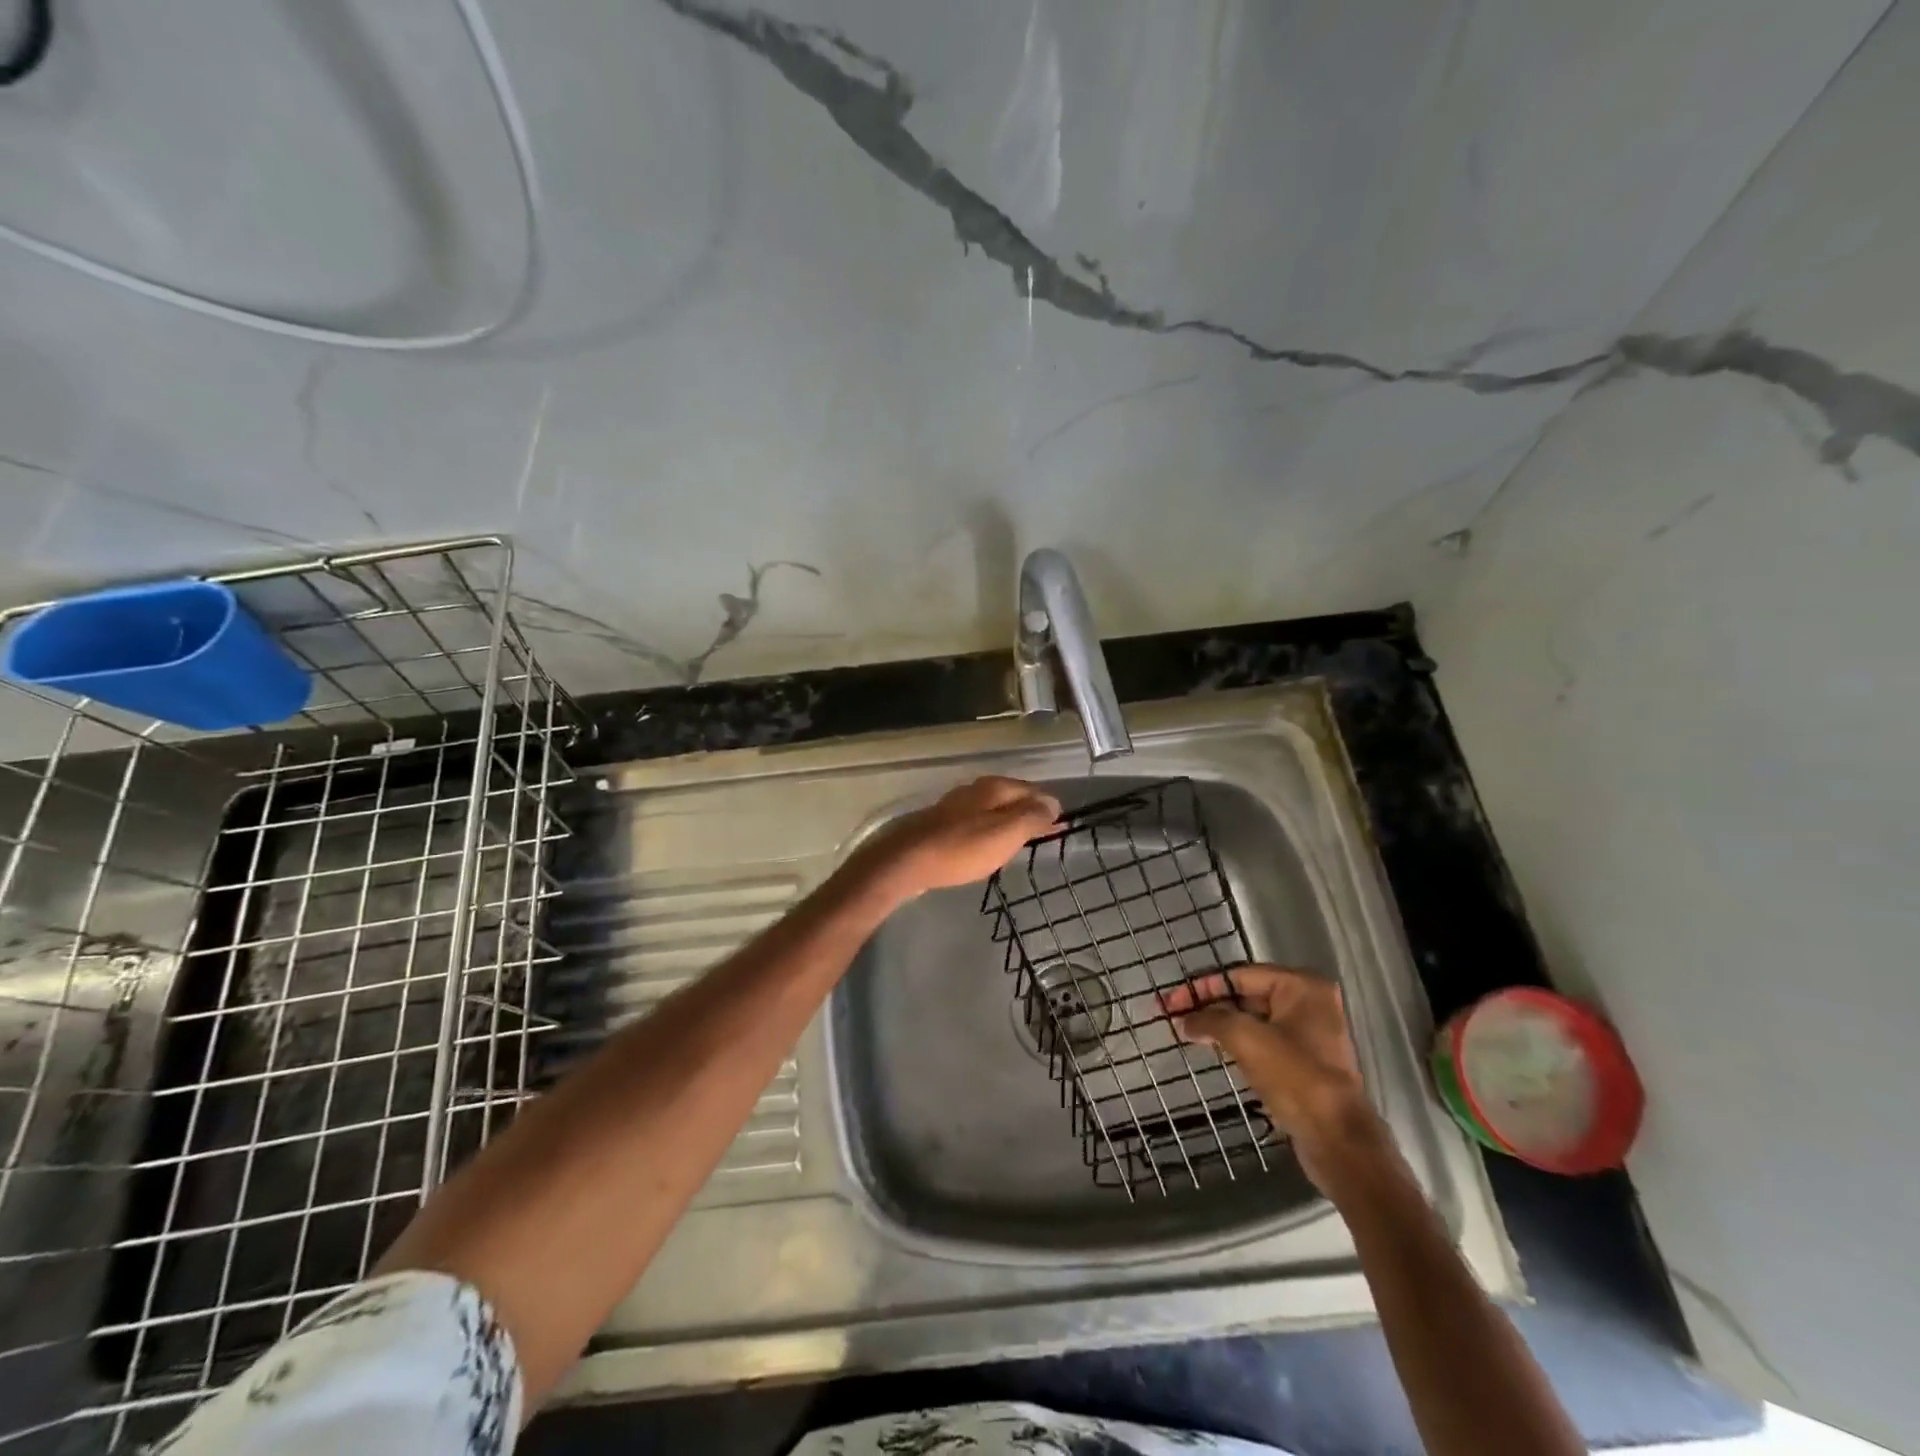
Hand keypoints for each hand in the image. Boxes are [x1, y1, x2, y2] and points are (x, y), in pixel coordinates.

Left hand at [859, 776, 1061, 898]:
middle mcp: (974, 790)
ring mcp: (954, 806)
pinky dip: (986, 832)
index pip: (1031, 790)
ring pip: (990, 810)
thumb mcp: (1005, 834)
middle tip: (1043, 834)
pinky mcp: (939, 825)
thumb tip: (1053, 802)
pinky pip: (973, 823)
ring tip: (1018, 841)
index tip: (1060, 826)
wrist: (906, 862)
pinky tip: (985, 846)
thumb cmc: (961, 849)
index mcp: (994, 788)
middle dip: (1027, 812)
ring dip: (1006, 822)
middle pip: (1010, 797)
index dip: (1047, 807)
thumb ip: (1031, 817)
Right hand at [1161, 965, 1386, 1190]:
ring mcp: (1310, 1034)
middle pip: (1246, 995)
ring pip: (1253, 1020)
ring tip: (1187, 1032)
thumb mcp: (1246, 1038)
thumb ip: (1210, 1020)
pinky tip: (1214, 1050)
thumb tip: (1184, 1020)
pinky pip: (1263, 1041)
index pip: (1239, 975)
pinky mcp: (1305, 1062)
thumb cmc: (1295, 1077)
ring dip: (1220, 1025)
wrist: (1337, 1140)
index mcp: (1302, 986)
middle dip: (1209, 1006)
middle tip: (1175, 1016)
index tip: (1171, 1002)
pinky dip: (1237, 1043)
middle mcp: (1310, 1002)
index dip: (1201, 987)